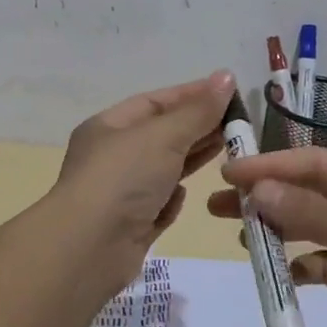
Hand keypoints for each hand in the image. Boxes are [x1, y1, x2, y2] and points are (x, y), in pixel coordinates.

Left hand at [51, 70, 234, 294]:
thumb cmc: (123, 179)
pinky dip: (172, 200)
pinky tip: (185, 196)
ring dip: (192, 160)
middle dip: (198, 127)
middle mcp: (112, 157)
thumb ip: (198, 110)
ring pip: (164, 169)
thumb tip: (226, 77)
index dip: (192, 94)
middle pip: (162, 135)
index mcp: (109, 126)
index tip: (229, 92)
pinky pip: (158, 205)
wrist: (88, 249)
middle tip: (238, 123)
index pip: (156, 102)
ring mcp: (120, 193)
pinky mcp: (131, 226)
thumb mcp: (164, 136)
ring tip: (229, 151)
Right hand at [208, 149, 326, 326]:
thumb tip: (259, 190)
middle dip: (268, 198)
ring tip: (242, 238)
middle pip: (311, 194)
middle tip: (219, 206)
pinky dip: (305, 267)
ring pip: (315, 229)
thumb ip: (312, 213)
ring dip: (281, 232)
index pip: (316, 164)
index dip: (271, 166)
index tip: (229, 174)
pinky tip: (285, 274)